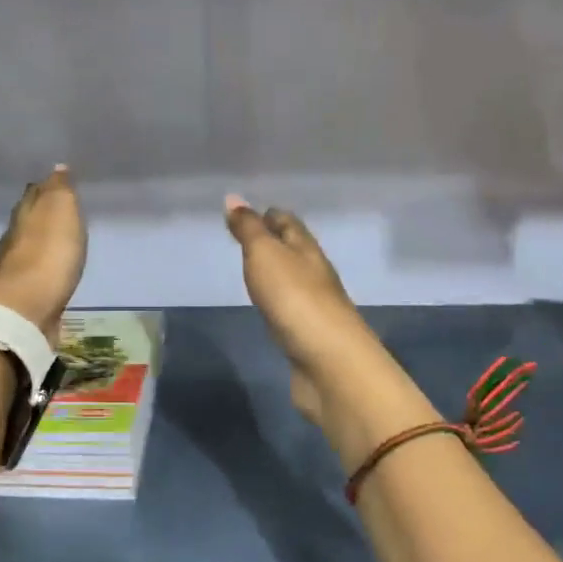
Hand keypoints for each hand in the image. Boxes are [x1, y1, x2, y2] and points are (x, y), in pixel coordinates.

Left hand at [0, 166, 87, 346]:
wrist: (27, 308)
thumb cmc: (48, 253)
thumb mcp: (60, 209)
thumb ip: (59, 189)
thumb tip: (57, 167)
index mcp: (25, 213)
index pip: (34, 194)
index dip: (46, 188)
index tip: (57, 183)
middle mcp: (15, 237)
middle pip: (28, 219)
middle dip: (41, 213)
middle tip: (58, 209)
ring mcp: (17, 268)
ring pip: (30, 246)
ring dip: (41, 241)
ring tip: (58, 239)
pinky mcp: (25, 294)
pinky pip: (37, 272)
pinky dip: (44, 266)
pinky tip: (53, 269)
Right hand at [224, 195, 377, 424]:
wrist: (329, 362)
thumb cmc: (294, 299)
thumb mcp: (265, 255)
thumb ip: (249, 229)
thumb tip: (233, 199)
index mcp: (307, 249)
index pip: (289, 223)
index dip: (268, 215)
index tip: (246, 213)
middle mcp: (316, 273)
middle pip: (295, 249)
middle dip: (274, 241)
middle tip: (246, 238)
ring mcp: (315, 306)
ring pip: (294, 279)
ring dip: (277, 271)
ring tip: (253, 269)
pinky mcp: (310, 335)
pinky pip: (291, 307)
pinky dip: (278, 300)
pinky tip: (269, 306)